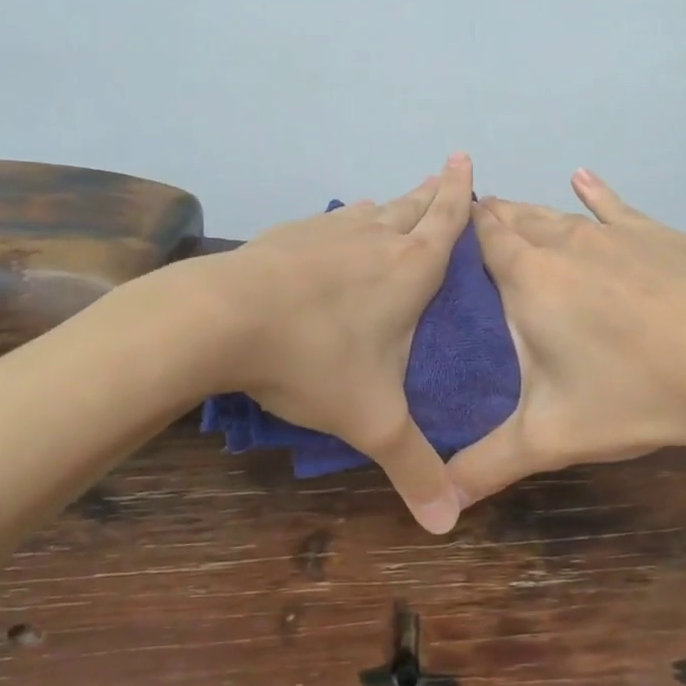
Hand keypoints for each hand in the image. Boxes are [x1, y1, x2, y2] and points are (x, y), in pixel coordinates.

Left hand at [211, 154, 473, 532]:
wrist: (220, 319)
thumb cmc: (313, 359)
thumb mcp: (372, 422)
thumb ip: (413, 469)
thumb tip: (448, 526)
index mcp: (409, 270)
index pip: (447, 220)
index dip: (461, 193)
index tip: (465, 159)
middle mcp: (374, 239)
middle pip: (413, 205)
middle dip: (434, 191)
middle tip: (446, 173)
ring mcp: (328, 232)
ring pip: (371, 210)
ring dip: (391, 204)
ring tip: (399, 201)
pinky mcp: (288, 235)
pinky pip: (331, 221)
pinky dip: (346, 220)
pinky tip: (336, 228)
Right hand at [446, 169, 685, 506]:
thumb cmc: (632, 393)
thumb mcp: (549, 438)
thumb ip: (488, 465)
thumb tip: (441, 503)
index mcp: (530, 279)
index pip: (484, 239)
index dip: (462, 229)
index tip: (444, 229)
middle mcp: (564, 243)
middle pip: (517, 219)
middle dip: (492, 218)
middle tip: (472, 223)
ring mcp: (613, 234)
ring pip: (558, 213)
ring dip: (531, 211)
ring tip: (510, 208)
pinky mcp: (656, 234)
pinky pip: (614, 205)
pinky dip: (594, 191)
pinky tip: (583, 177)